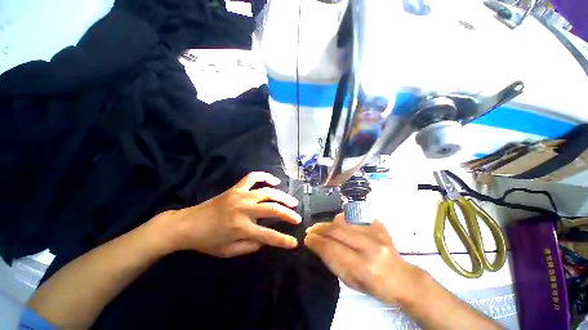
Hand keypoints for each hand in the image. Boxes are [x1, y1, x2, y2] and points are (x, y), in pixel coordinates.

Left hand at [157, 172, 300, 257]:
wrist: (187, 224)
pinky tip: (274, 181)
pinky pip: (253, 177)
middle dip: (288, 214)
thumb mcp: (228, 252)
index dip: (283, 240)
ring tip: (292, 201)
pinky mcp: (236, 188)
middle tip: (297, 218)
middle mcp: (243, 209)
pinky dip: (265, 177)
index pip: (268, 236)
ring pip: (267, 192)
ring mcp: (240, 195)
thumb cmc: (207, 240)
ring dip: (282, 196)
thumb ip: (250, 247)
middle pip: (272, 209)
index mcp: (241, 228)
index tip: (294, 242)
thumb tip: (265, 240)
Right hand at [305, 214, 420, 304]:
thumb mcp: (351, 282)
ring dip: (329, 223)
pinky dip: (343, 219)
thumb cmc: (375, 287)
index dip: (316, 242)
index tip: (306, 239)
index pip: (332, 249)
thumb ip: (333, 262)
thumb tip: (317, 244)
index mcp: (364, 268)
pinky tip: (339, 224)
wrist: (403, 278)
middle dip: (319, 229)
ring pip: (344, 221)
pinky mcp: (379, 226)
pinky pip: (354, 217)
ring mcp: (376, 233)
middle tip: (310, 230)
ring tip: (323, 228)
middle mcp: (370, 247)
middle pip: (337, 231)